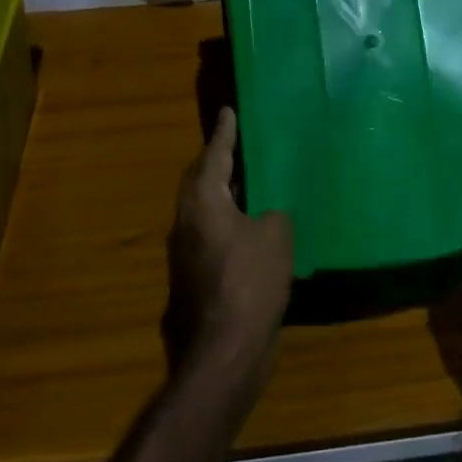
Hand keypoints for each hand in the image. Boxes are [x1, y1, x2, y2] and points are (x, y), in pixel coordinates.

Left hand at [163, 109, 293, 374]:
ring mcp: (185, 254)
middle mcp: (186, 222)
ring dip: (223, 194)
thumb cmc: (250, 282)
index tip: (228, 111)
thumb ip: (272, 215)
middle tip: (235, 145)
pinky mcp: (193, 280)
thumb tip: (265, 216)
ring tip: (248, 184)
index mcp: (203, 203)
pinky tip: (251, 231)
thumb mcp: (276, 236)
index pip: (214, 156)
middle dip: (216, 161)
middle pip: (200, 181)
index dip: (224, 133)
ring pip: (203, 210)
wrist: (224, 351)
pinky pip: (211, 236)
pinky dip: (228, 224)